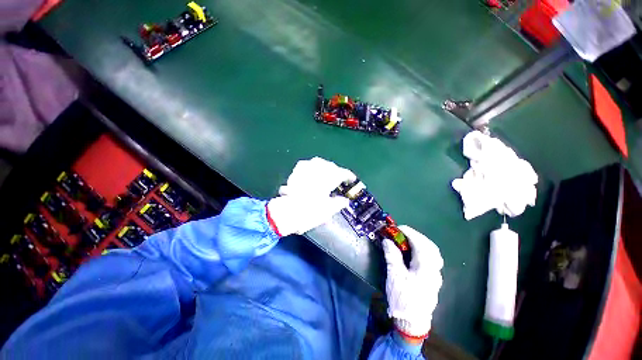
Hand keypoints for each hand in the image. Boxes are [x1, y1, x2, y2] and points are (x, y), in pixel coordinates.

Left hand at [267, 157, 356, 235]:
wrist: (286, 212)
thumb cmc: (310, 212)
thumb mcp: (329, 210)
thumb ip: (339, 203)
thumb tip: (344, 200)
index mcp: (329, 177)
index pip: (343, 173)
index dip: (349, 177)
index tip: (352, 180)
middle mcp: (318, 169)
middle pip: (331, 166)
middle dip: (336, 172)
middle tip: (339, 180)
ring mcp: (306, 168)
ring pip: (319, 163)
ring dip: (325, 168)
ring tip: (327, 176)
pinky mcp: (296, 171)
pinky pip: (307, 165)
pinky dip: (312, 169)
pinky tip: (312, 174)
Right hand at [382, 225, 442, 339]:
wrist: (412, 323)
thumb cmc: (403, 298)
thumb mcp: (394, 276)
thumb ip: (392, 256)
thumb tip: (387, 241)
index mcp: (426, 268)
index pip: (420, 244)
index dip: (409, 233)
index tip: (397, 228)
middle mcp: (434, 270)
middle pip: (430, 246)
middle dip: (416, 236)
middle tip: (403, 233)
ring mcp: (435, 275)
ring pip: (433, 253)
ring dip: (421, 243)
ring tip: (407, 240)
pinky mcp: (432, 279)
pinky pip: (431, 259)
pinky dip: (422, 251)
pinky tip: (413, 253)